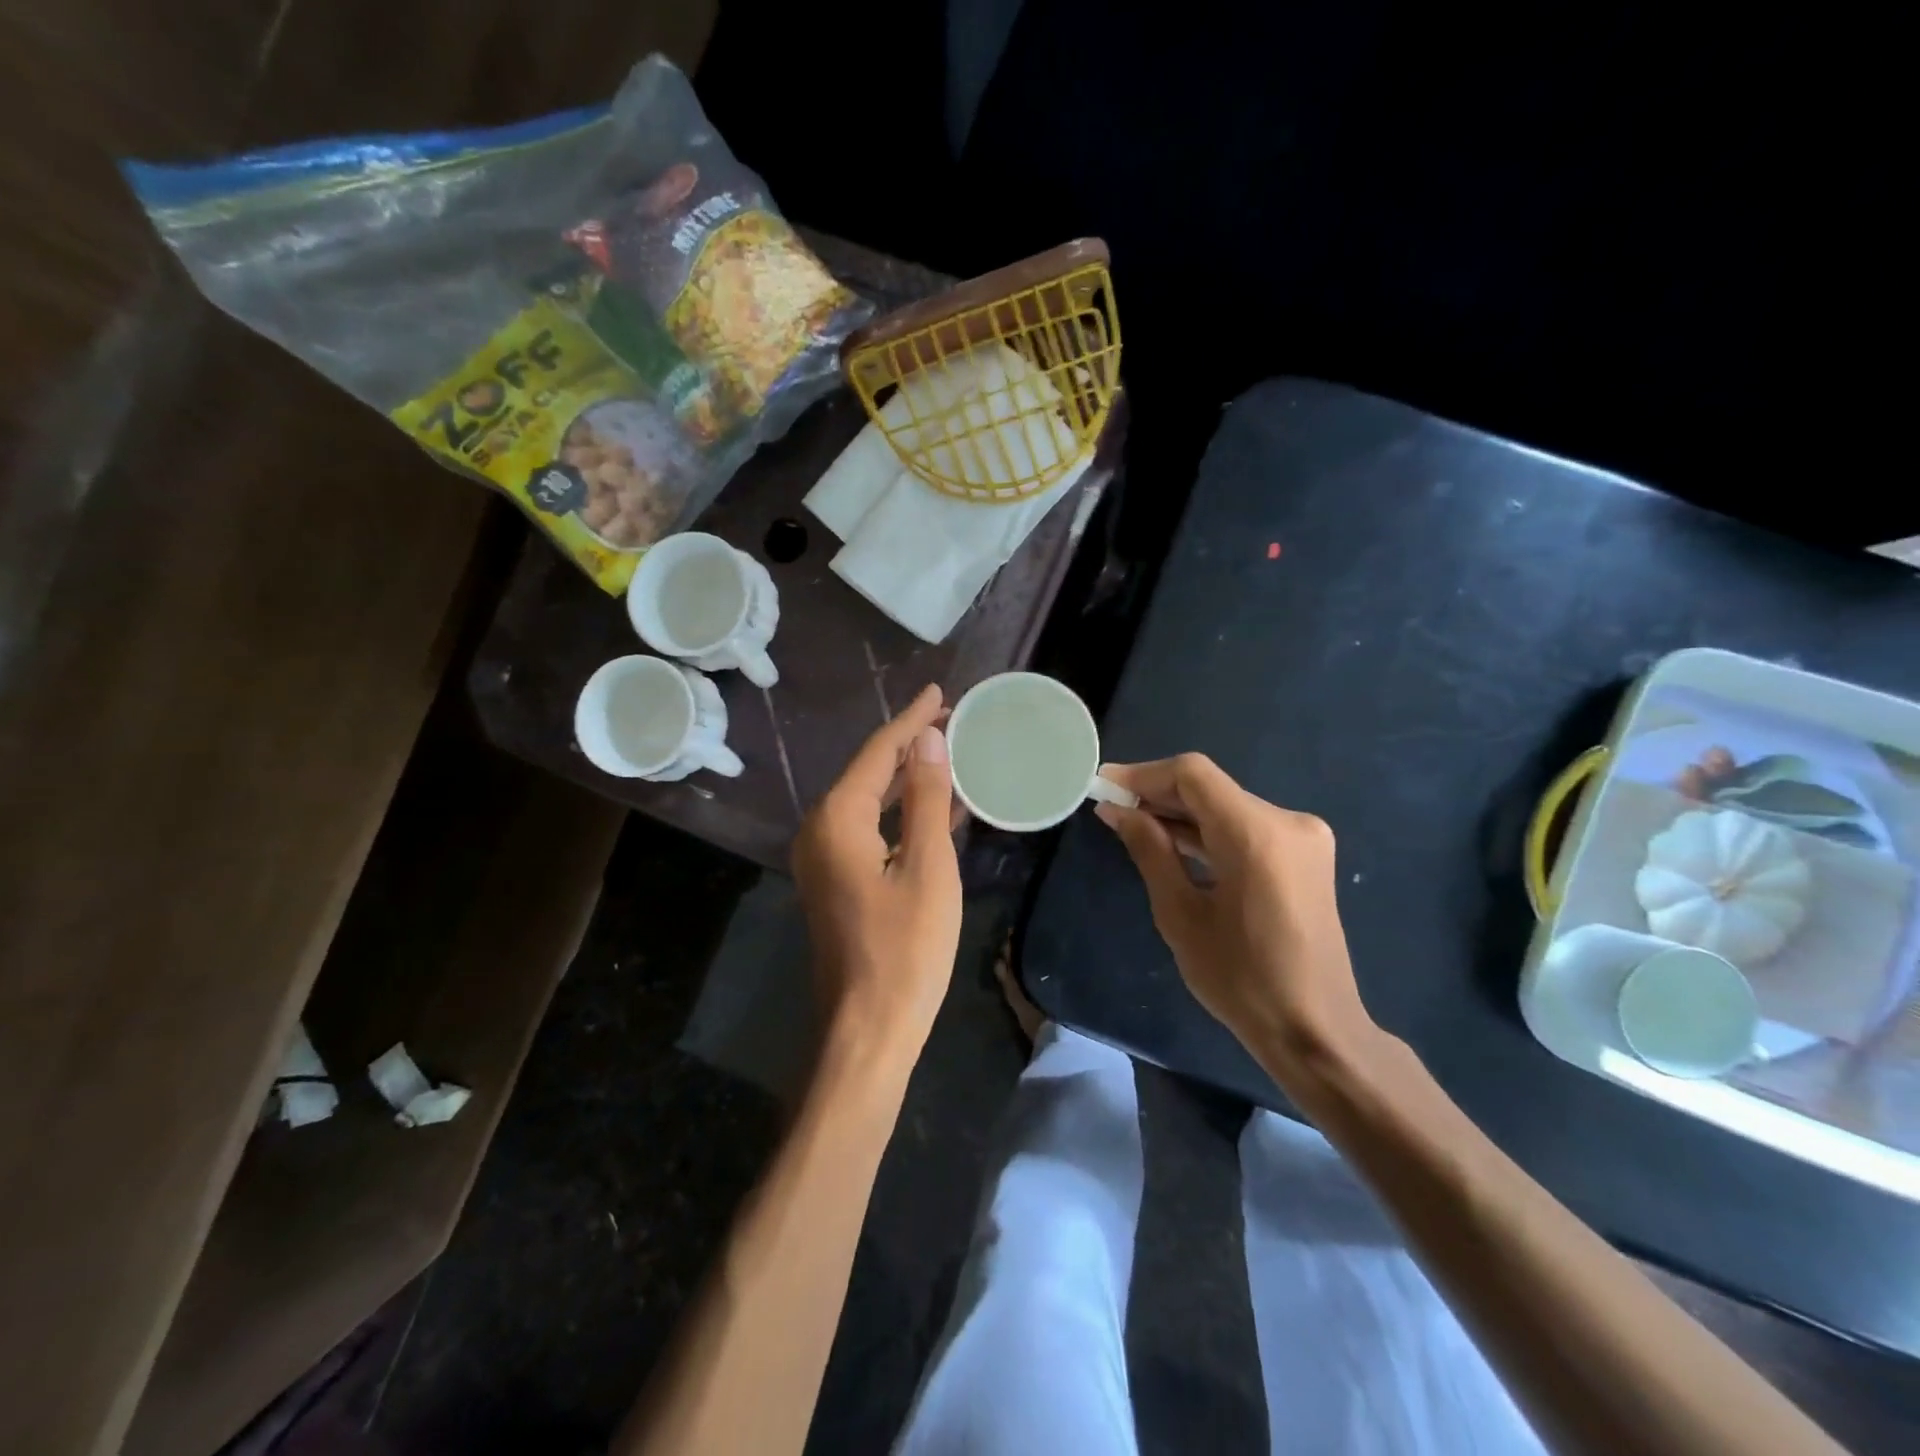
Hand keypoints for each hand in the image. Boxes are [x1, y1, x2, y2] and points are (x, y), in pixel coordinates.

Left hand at [793, 684, 962, 1071]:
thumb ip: (928, 799)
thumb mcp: (929, 868)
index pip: (878, 753)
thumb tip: (928, 740)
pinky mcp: (835, 882)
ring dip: (907, 777)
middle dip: (909, 744)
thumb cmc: (905, 950)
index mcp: (838, 820)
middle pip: (869, 772)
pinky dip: (901, 813)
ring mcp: (823, 859)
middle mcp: (820, 831)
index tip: (940, 692)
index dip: (911, 720)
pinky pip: (869, 830)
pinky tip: (935, 807)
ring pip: (869, 801)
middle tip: (951, 717)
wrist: (868, 1030)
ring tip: (947, 751)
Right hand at [1096, 754, 1374, 1084]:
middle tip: (1111, 808)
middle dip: (1158, 794)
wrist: (1315, 1030)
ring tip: (1132, 825)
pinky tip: (1172, 843)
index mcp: (1257, 835)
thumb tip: (1117, 810)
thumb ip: (1149, 850)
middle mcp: (1288, 822)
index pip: (1192, 775)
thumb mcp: (1180, 915)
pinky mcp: (1305, 855)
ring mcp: (1303, 837)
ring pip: (1226, 805)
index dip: (1143, 775)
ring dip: (1180, 813)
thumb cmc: (1240, 980)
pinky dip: (1208, 831)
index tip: (1103, 787)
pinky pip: (1245, 827)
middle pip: (1210, 788)